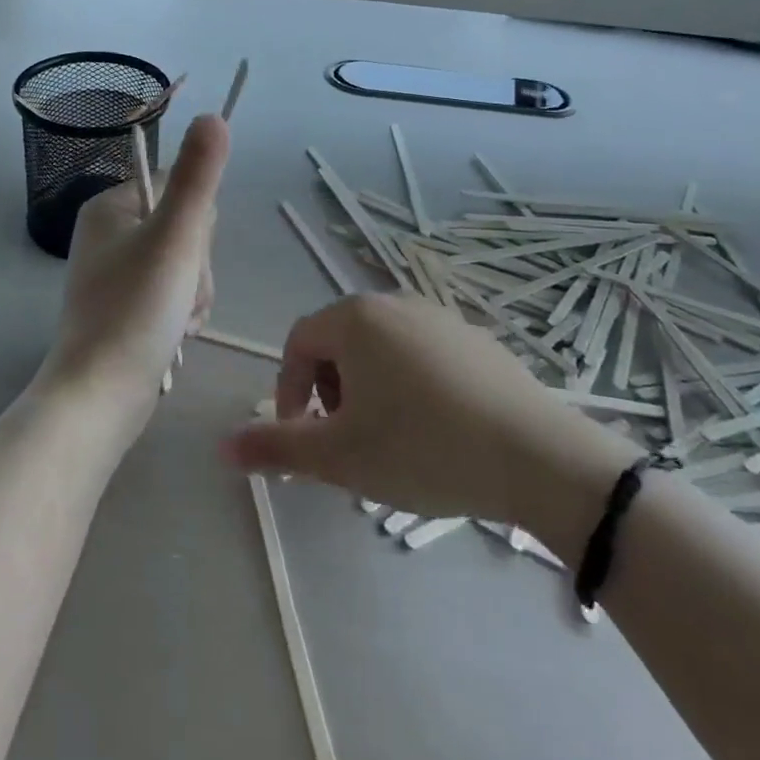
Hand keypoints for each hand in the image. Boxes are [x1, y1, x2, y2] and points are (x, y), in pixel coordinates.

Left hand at [36, 115, 229, 447]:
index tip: (185, 252)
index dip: (197, 221)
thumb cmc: (136, 310)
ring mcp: (118, 271)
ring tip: (176, 322)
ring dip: (195, 293)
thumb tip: (214, 116)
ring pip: (187, 264)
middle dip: (197, 266)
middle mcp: (111, 233)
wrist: (101, 396)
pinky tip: (175, 335)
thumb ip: (198, 176)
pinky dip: (184, 313)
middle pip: (187, 227)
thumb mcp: (175, 236)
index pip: (180, 187)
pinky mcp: (128, 305)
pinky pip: (175, 292)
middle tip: (179, 294)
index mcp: (111, 206)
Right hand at [222, 294, 639, 554]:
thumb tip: (221, 446)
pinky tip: (434, 430)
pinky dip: (408, 384)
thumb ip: (276, 448)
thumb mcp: (339, 457)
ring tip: (386, 439)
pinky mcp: (475, 338)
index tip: (301, 438)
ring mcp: (439, 315)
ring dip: (367, 389)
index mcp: (354, 318)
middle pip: (338, 342)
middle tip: (344, 441)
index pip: (298, 344)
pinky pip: (421, 353)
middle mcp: (393, 302)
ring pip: (380, 348)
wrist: (537, 456)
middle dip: (328, 391)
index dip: (289, 391)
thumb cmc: (422, 449)